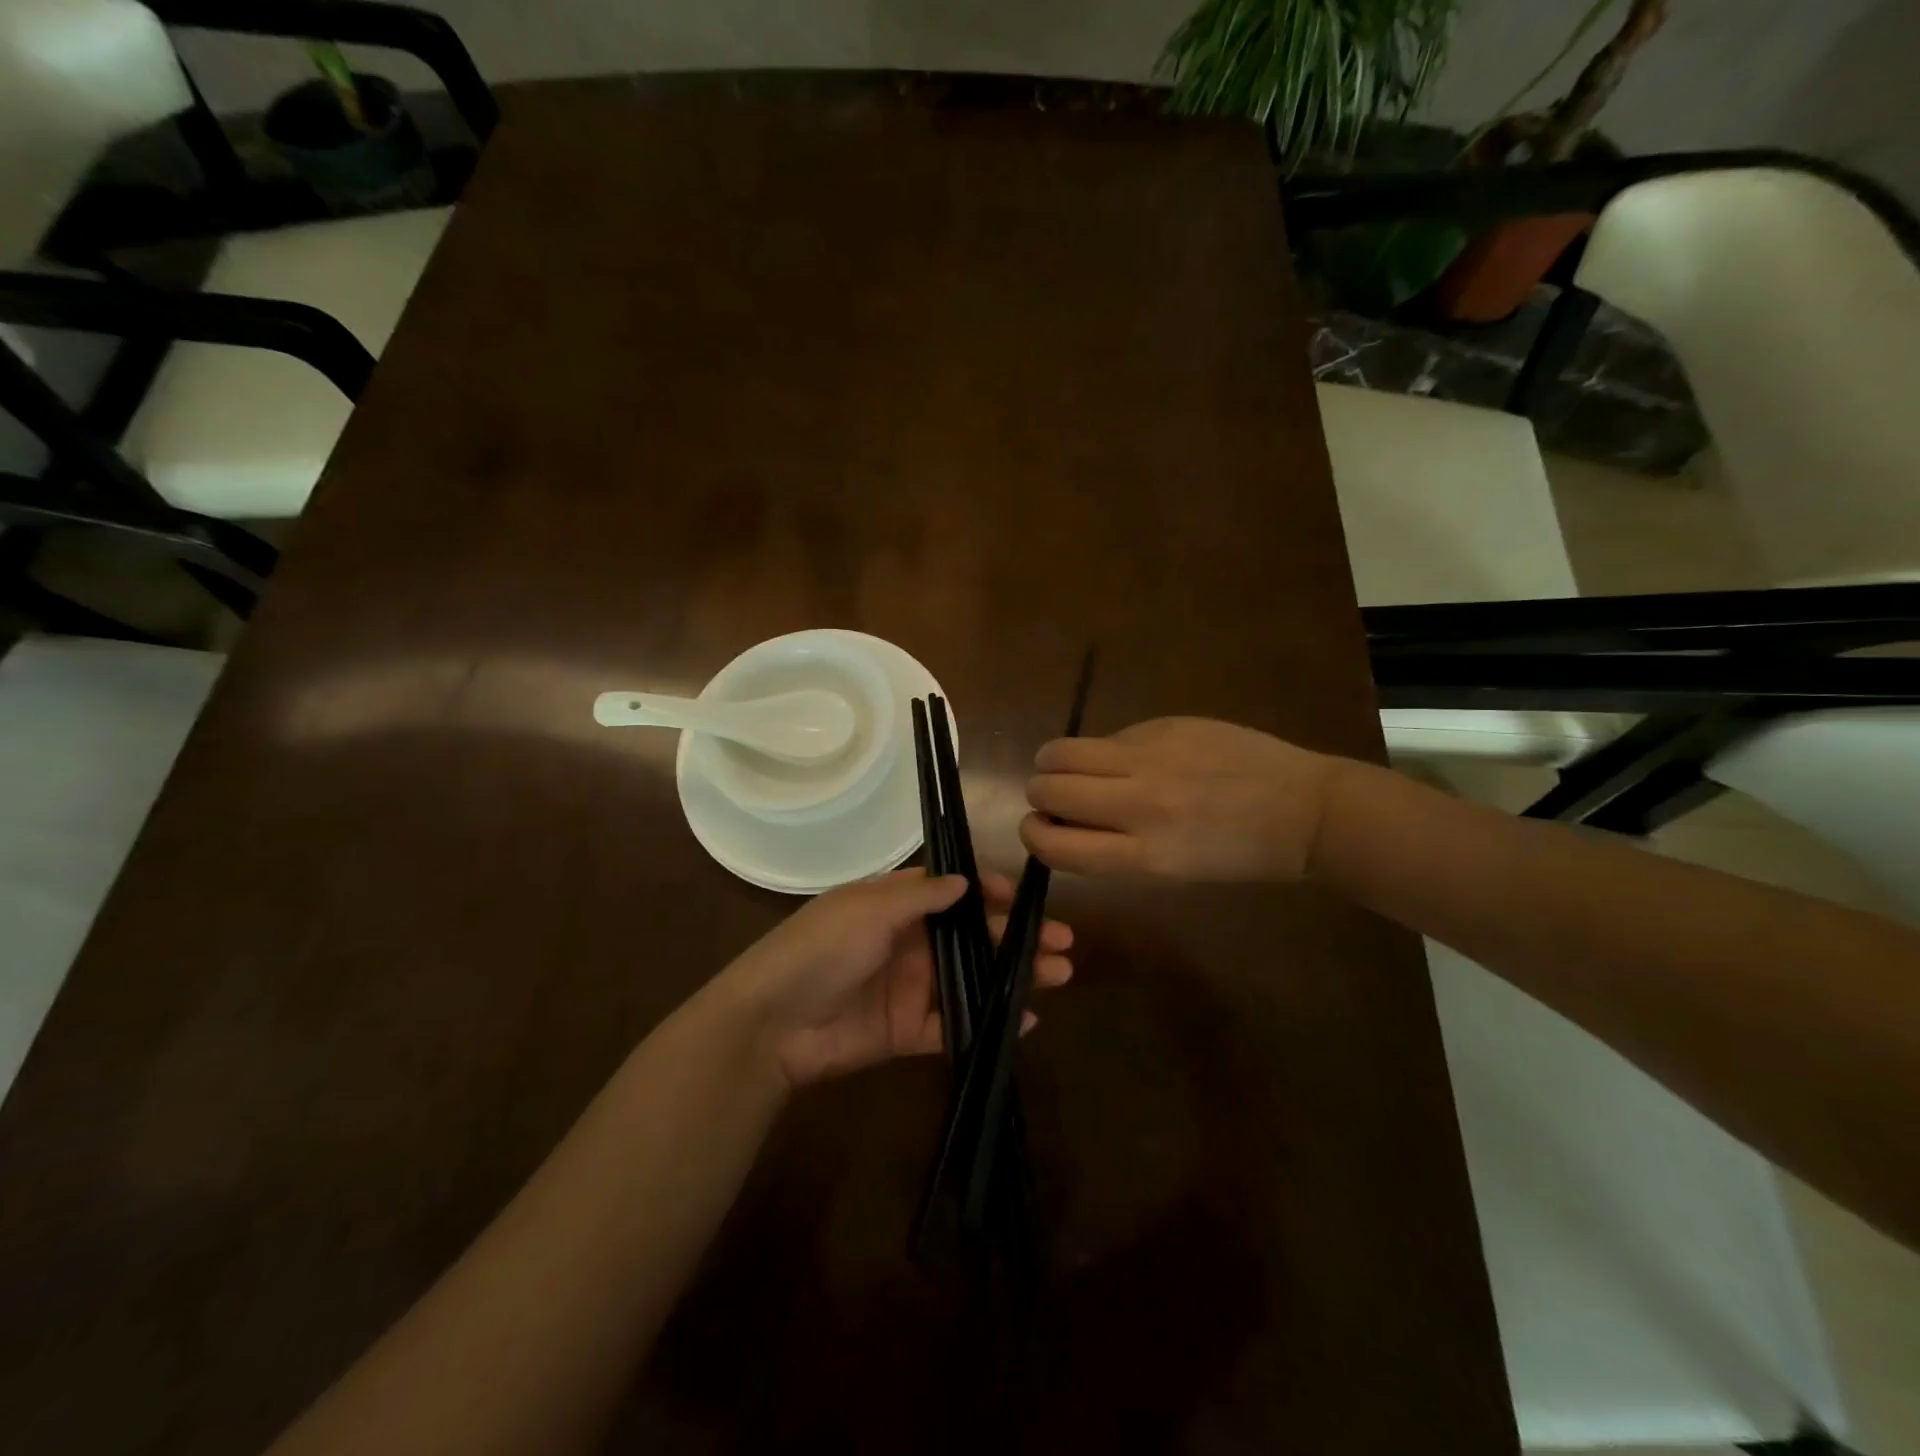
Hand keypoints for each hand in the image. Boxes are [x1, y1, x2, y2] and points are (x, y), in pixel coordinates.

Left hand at [715, 871, 1073, 1089]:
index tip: (1022, 898)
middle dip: (1016, 935)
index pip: (952, 892)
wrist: (772, 1024)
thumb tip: (966, 882)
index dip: (989, 892)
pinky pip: (957, 1025)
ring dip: (1015, 976)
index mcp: (895, 906)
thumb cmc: (820, 950)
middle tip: (1063, 941)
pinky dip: (990, 1022)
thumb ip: (919, 897)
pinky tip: (1027, 1019)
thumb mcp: (867, 909)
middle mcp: (909, 942)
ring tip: (1059, 974)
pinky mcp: (909, 1032)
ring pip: (974, 978)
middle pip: (973, 936)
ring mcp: (911, 988)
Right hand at [1021, 717, 1351, 882]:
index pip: (1051, 845)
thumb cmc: (1238, 856)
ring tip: (1077, 769)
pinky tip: (1137, 757)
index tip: (1040, 829)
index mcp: (1142, 857)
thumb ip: (1110, 849)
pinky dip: (1106, 750)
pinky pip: (1108, 737)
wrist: (1304, 810)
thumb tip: (1061, 819)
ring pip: (1060, 751)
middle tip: (1060, 798)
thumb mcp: (1170, 873)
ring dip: (1055, 763)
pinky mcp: (1164, 724)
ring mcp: (1150, 758)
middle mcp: (1138, 805)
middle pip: (1045, 790)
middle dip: (1041, 795)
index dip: (1033, 835)